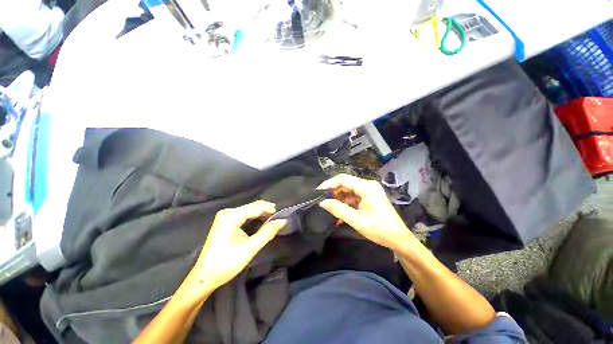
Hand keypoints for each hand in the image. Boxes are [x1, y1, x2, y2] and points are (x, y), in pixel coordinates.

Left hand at [185, 201, 286, 297]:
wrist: (204, 277)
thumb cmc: (226, 263)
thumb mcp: (250, 248)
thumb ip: (267, 232)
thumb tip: (283, 221)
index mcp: (231, 216)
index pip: (256, 207)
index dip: (270, 209)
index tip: (283, 214)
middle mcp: (228, 212)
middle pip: (252, 207)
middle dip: (267, 211)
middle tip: (279, 218)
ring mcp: (226, 217)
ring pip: (249, 210)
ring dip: (262, 214)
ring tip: (273, 220)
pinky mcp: (226, 222)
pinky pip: (244, 215)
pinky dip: (255, 218)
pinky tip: (262, 222)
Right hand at [318, 174, 416, 251]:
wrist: (398, 239)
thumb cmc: (380, 229)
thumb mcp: (357, 220)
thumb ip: (338, 209)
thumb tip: (322, 202)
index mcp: (367, 187)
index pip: (343, 179)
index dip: (329, 183)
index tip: (317, 191)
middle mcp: (367, 185)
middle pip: (345, 183)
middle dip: (332, 191)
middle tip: (320, 199)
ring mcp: (368, 191)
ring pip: (347, 190)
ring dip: (337, 198)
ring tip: (327, 207)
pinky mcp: (367, 197)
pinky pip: (352, 196)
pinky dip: (344, 203)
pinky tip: (337, 212)